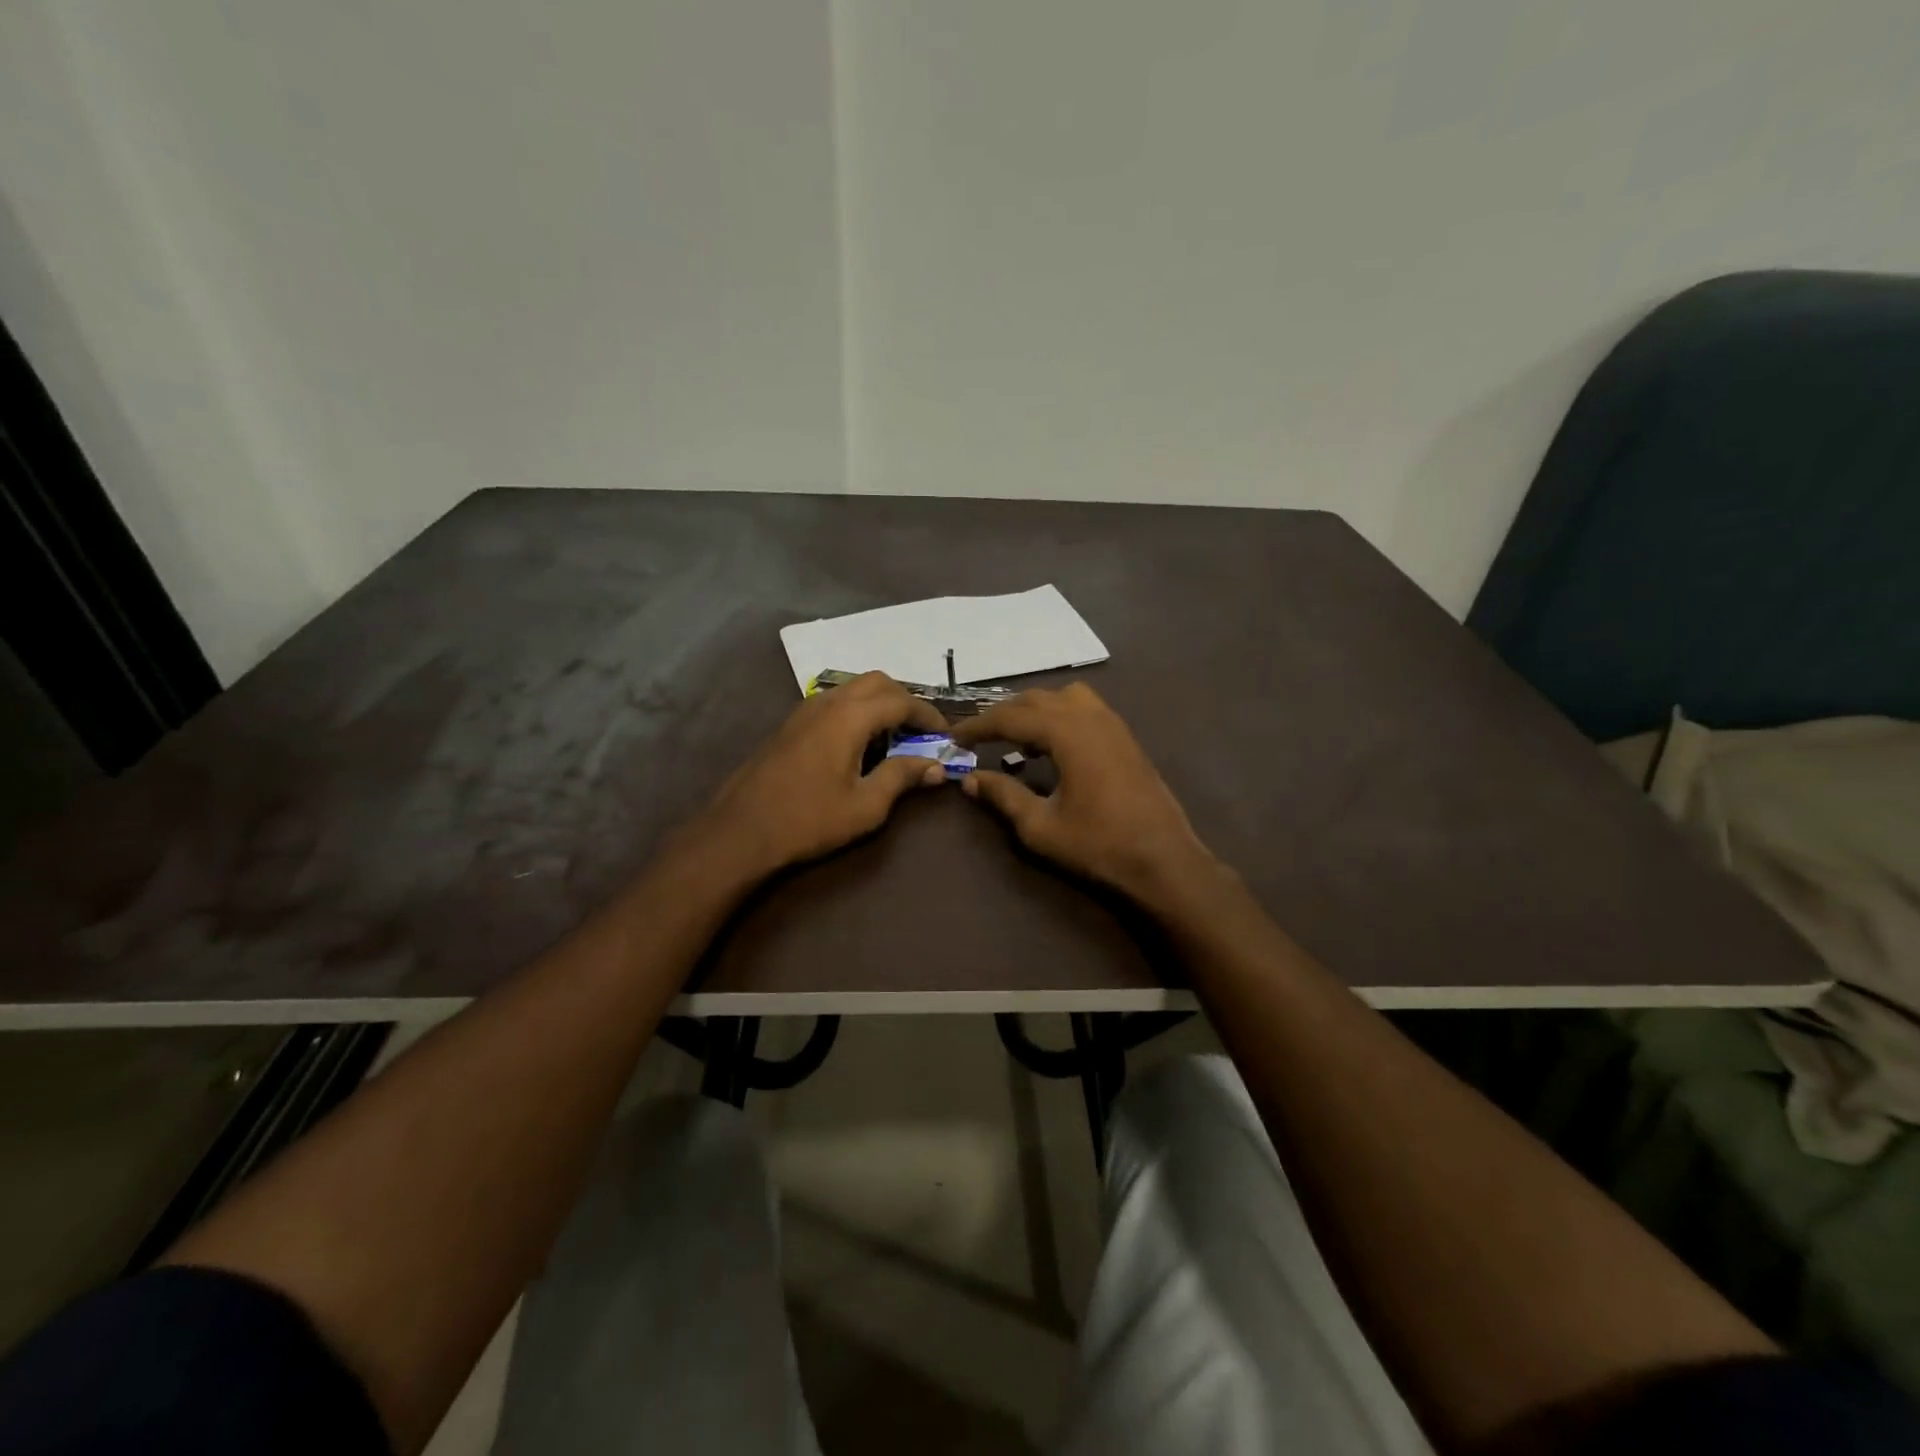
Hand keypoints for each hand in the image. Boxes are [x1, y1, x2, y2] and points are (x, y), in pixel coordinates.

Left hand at [697, 672, 949, 878]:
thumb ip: (901, 777)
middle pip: (877, 682)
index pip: (901, 701)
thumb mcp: (865, 806)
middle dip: (905, 700)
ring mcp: (804, 710)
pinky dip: (857, 711)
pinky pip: (834, 702)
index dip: (929, 715)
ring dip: (879, 704)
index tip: (946, 734)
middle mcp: (828, 702)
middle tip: (922, 731)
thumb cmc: (808, 820)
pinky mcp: (791, 724)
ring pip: (853, 688)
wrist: (741, 831)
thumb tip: (935, 766)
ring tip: (895, 738)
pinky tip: (859, 744)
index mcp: (850, 717)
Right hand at [951, 683, 1217, 907]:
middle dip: (1003, 714)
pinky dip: (1060, 716)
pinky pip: (1084, 709)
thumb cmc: (1099, 844)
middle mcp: (1090, 716)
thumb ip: (1004, 796)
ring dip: (1034, 710)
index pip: (1010, 717)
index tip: (953, 738)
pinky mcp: (1125, 737)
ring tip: (1017, 739)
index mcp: (1067, 732)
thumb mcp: (1040, 826)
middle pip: (1035, 699)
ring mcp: (1112, 723)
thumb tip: (970, 779)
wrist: (1164, 859)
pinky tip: (1052, 748)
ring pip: (1063, 697)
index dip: (978, 726)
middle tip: (978, 737)